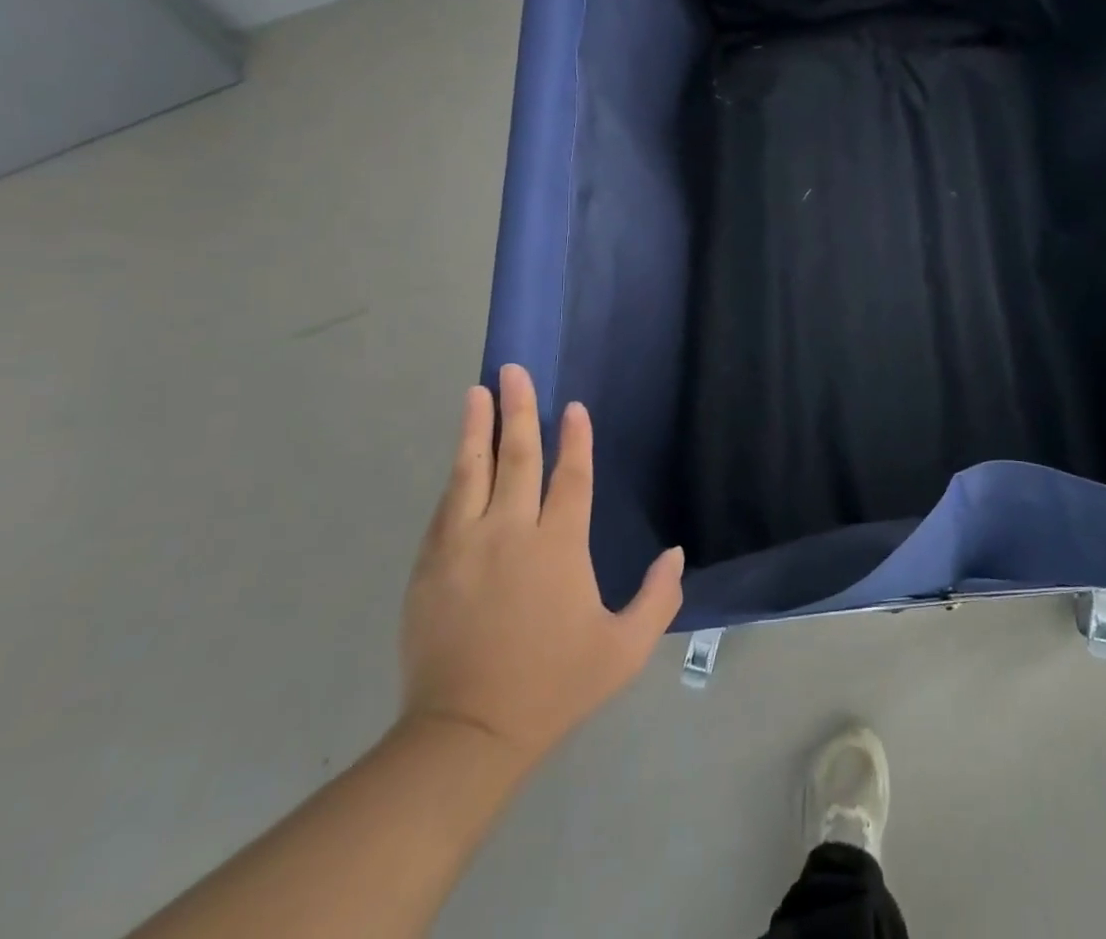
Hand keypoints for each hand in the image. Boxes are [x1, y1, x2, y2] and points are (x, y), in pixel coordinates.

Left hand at [398, 366, 683, 770]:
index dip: (574, 438)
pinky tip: (460, 457)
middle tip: (514, 371)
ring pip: (471, 472)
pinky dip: (456, 475)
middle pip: (517, 457)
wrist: (466, 734)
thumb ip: (657, 598)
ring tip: (478, 392)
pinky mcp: (430, 566)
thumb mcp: (623, 650)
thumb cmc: (554, 686)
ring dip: (476, 428)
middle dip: (519, 410)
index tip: (572, 407)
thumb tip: (675, 554)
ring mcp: (464, 546)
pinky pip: (445, 507)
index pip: (570, 476)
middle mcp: (510, 533)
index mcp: (558, 546)